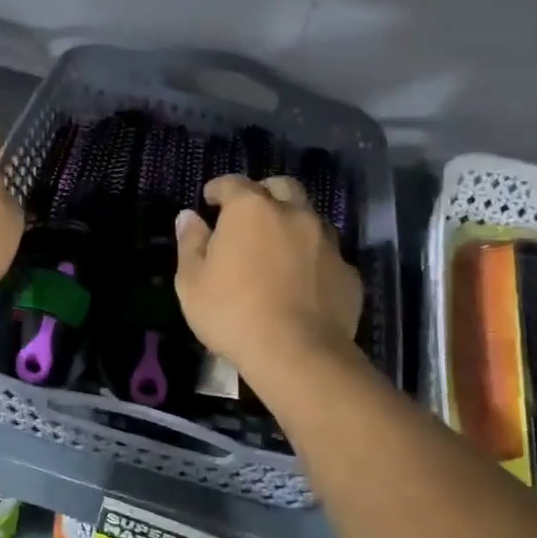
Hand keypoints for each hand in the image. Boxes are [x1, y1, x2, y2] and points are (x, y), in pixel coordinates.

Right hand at [174, 175, 361, 382]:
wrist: (297, 354)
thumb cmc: (232, 313)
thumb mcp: (191, 282)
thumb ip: (190, 243)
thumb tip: (188, 217)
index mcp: (251, 210)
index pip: (233, 183)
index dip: (219, 189)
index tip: (209, 199)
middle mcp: (294, 214)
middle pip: (282, 187)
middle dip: (265, 193)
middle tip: (250, 214)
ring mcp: (327, 242)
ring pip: (310, 218)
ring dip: (293, 224)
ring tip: (279, 248)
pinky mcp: (348, 272)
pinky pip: (327, 255)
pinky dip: (313, 259)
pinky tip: (302, 282)